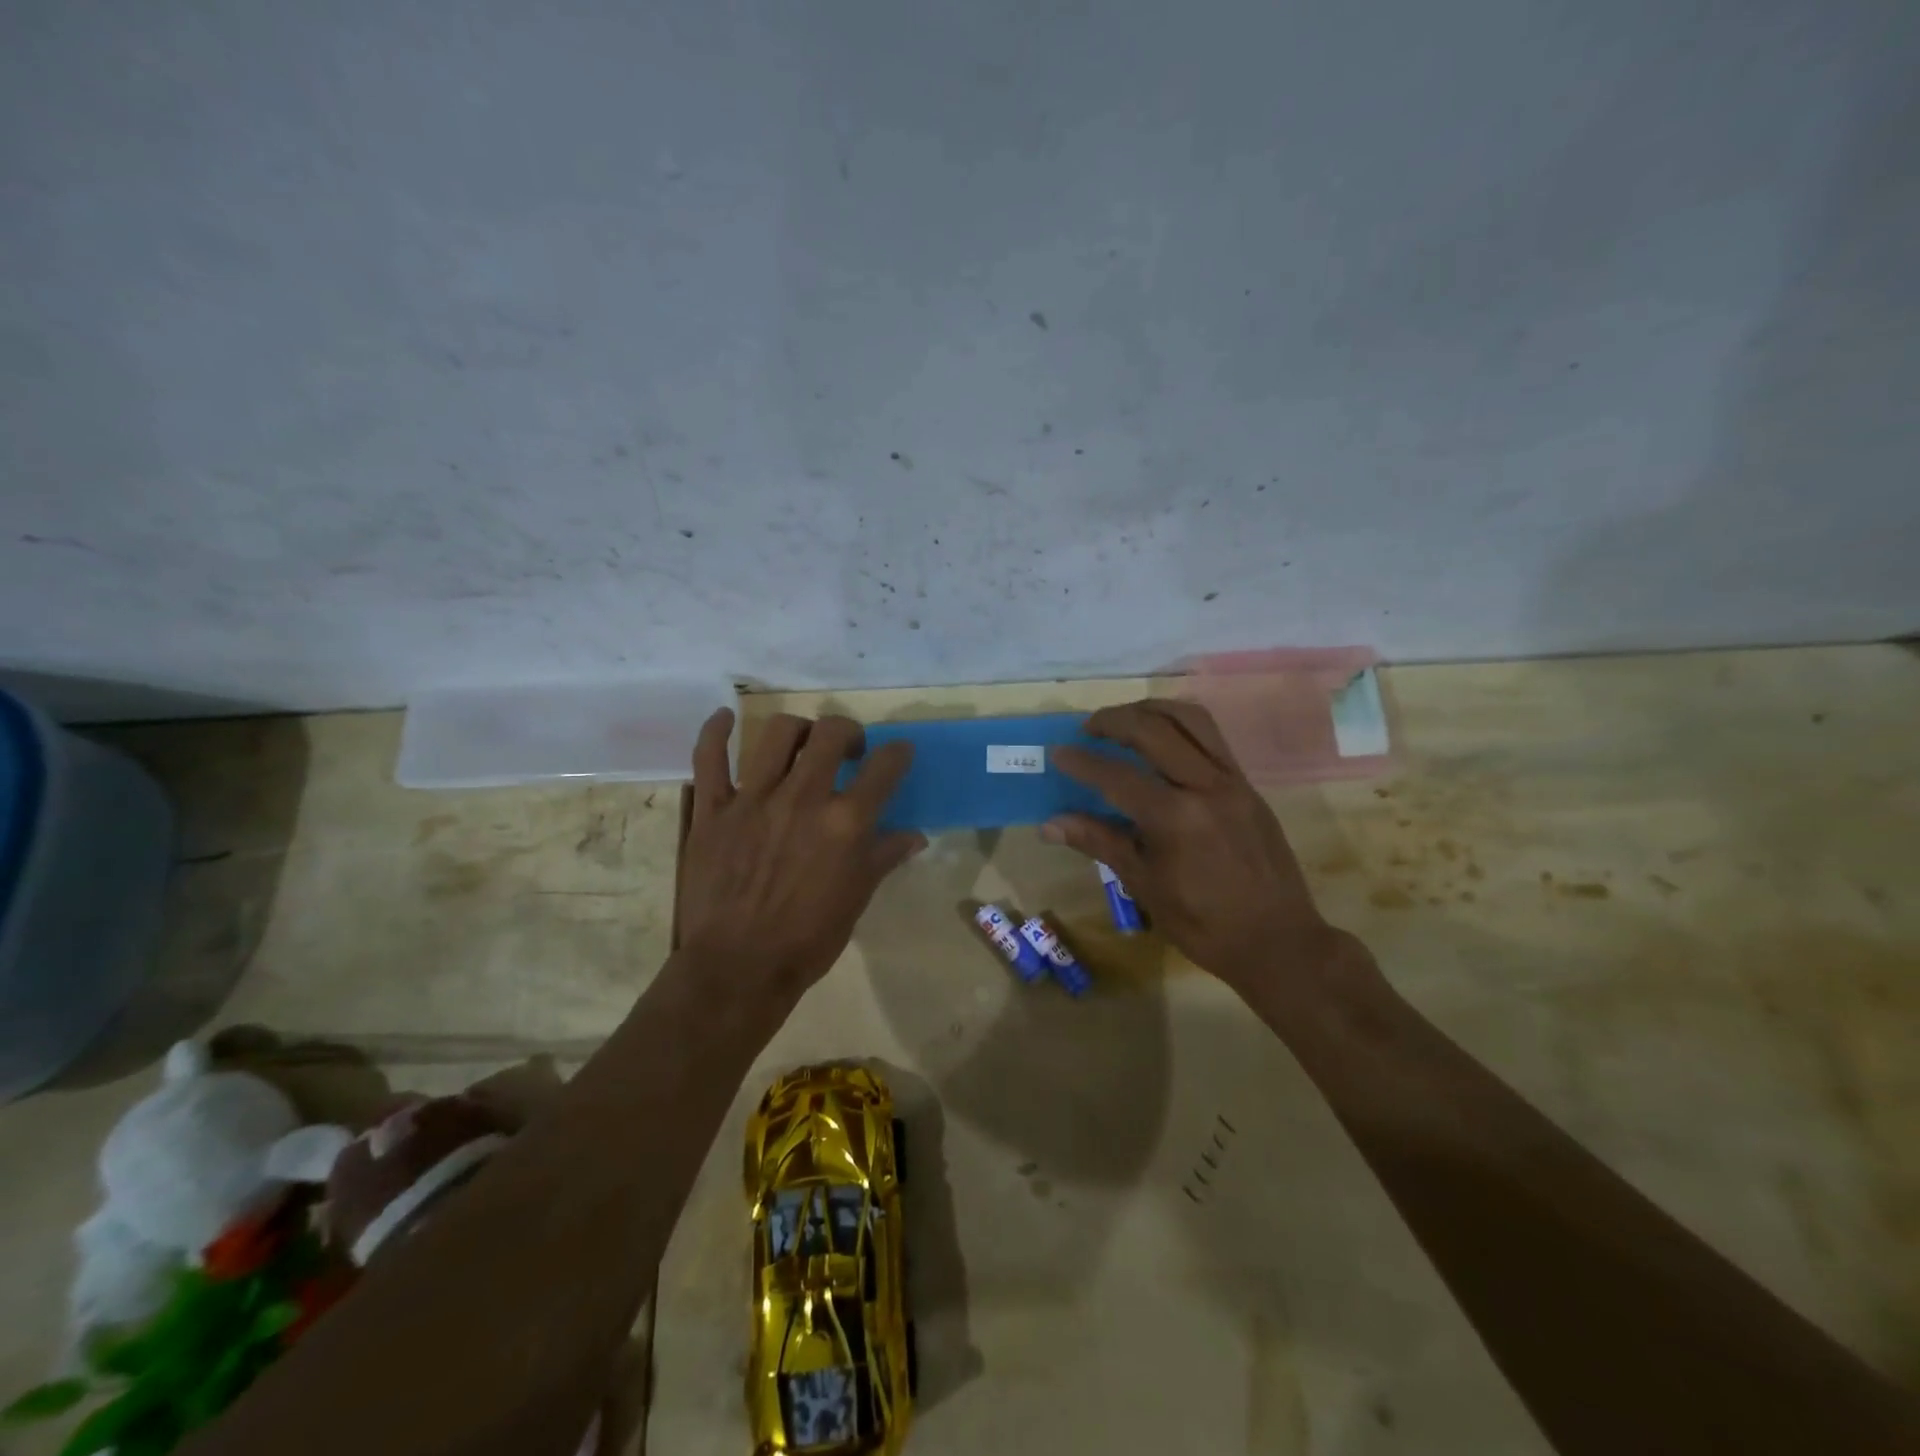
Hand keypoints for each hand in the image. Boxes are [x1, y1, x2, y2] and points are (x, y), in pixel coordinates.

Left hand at [677, 709, 924, 1001]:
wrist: (738, 969)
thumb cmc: (807, 940)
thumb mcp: (857, 898)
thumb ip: (884, 857)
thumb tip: (915, 835)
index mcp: (845, 823)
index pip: (884, 767)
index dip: (898, 753)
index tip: (899, 753)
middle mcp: (803, 798)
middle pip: (831, 733)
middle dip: (848, 731)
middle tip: (847, 749)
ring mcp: (753, 800)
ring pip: (777, 734)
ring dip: (798, 729)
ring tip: (802, 743)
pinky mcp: (712, 810)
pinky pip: (709, 758)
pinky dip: (715, 732)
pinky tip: (726, 718)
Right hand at [1044, 700, 1350, 996]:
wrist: (1279, 941)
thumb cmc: (1204, 923)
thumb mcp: (1144, 885)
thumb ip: (1099, 842)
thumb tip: (1050, 825)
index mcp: (1175, 818)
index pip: (1116, 776)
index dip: (1082, 762)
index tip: (1058, 753)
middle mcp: (1206, 786)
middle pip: (1152, 729)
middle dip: (1113, 720)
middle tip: (1088, 729)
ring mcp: (1233, 781)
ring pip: (1190, 719)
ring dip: (1151, 709)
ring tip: (1125, 720)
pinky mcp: (1248, 784)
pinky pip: (1212, 736)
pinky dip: (1181, 724)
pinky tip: (1162, 738)